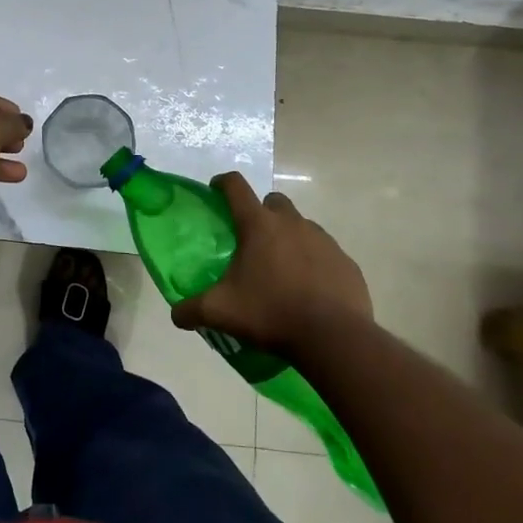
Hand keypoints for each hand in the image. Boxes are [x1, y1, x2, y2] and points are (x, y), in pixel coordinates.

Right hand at [171, 172, 371, 355]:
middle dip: (262, 213)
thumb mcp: (221, 313)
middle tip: (252, 241)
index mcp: (258, 225)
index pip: (236, 187)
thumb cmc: (271, 313)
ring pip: (301, 226)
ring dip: (289, 238)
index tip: (215, 190)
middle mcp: (292, 223)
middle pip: (273, 202)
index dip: (223, 183)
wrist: (334, 338)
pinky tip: (309, 290)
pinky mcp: (346, 262)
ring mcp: (323, 240)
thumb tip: (176, 314)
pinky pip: (325, 253)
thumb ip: (192, 310)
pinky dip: (314, 263)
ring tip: (281, 270)